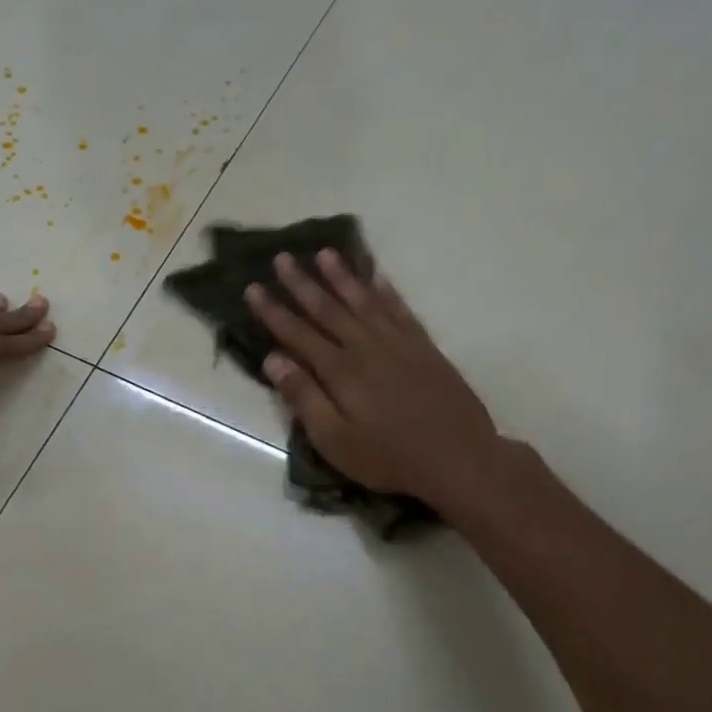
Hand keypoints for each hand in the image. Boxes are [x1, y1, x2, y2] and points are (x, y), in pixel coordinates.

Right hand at [246, 252, 503, 516]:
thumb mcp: (334, 440)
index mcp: (340, 371)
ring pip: (363, 300)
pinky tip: (377, 276)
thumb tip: (273, 359)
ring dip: (342, 276)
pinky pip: (400, 309)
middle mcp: (366, 347)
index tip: (252, 287)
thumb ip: (304, 397)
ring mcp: (398, 343)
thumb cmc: (388, 457)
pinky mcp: (424, 347)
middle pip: (328, 308)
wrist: (459, 458)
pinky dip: (386, 290)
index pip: (297, 333)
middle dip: (302, 283)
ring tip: (325, 253)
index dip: (273, 310)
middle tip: (282, 257)